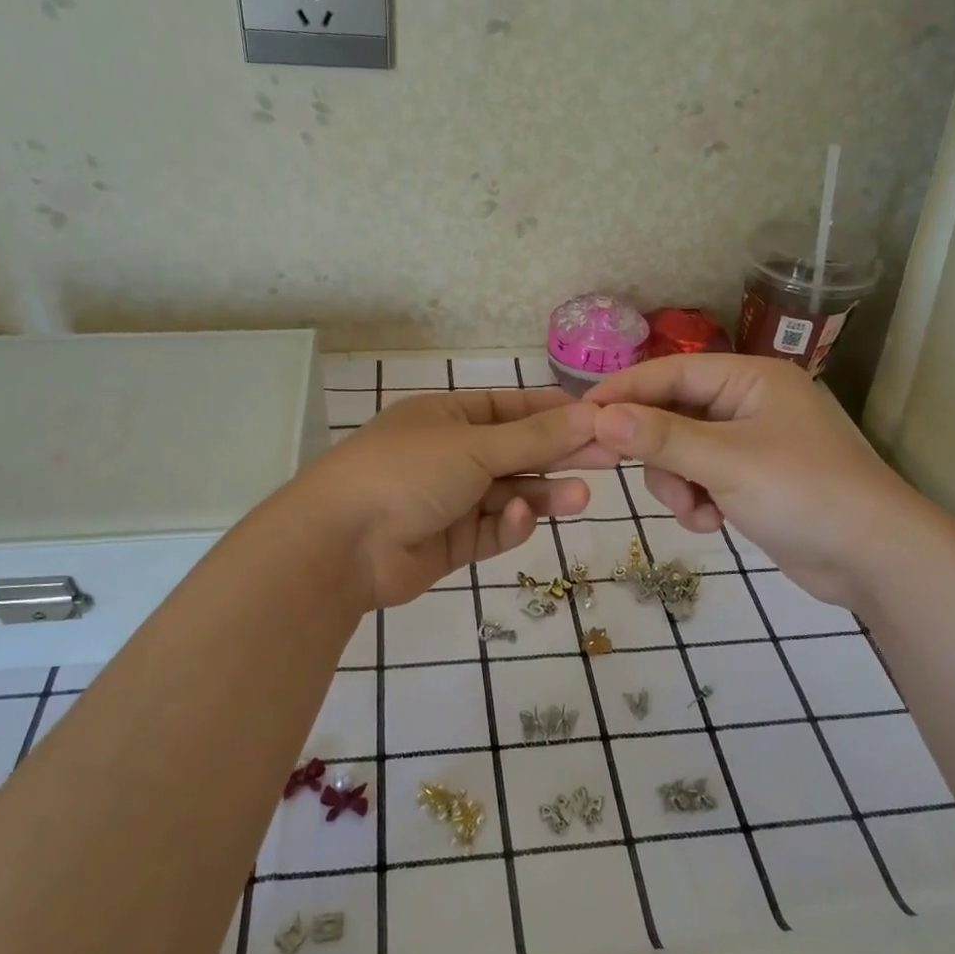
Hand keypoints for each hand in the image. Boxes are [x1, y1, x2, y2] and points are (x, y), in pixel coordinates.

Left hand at [295, 388, 606, 608]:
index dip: (555, 412)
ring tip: (582, 497)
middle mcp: (450, 455)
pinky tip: (521, 520)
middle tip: (611, 457)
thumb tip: (592, 412)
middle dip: (560, 455)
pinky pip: (492, 529)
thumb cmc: (407, 472)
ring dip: (543, 493)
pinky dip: (509, 525)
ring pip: (509, 494)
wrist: (343, 545)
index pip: (511, 408)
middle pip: (517, 452)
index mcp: (447, 417)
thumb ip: (535, 437)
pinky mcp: (452, 543)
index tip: (601, 418)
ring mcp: (450, 500)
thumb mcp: (475, 446)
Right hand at [585, 355, 929, 609]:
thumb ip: (661, 438)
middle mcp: (748, 404)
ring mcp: (750, 444)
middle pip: (672, 415)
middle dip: (658, 452)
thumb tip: (599, 417)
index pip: (672, 372)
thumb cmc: (805, 494)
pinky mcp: (751, 481)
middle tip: (636, 475)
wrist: (874, 559)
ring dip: (677, 485)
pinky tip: (711, 523)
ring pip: (681, 453)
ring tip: (697, 511)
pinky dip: (696, 501)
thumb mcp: (726, 462)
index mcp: (751, 379)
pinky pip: (701, 480)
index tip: (580, 415)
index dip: (625, 391)